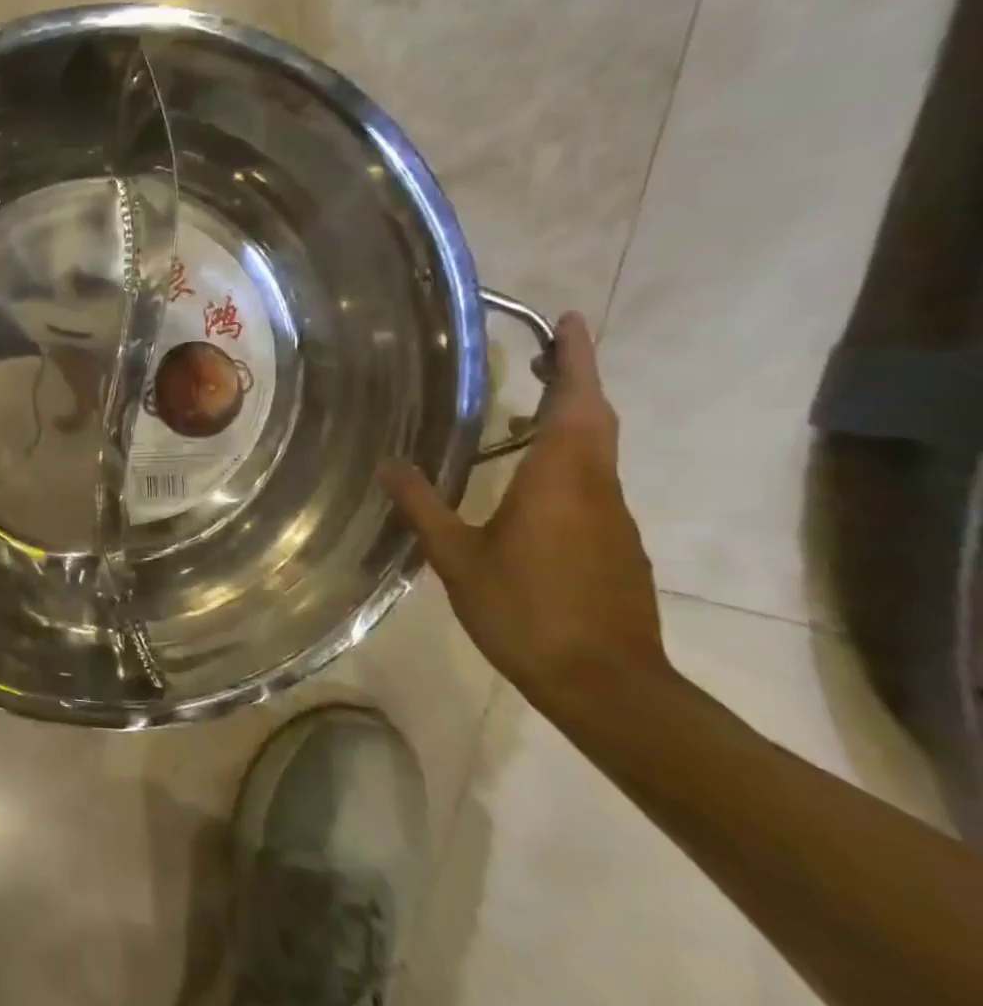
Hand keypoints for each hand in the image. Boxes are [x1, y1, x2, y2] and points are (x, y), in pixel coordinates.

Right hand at [378, 312, 669, 715]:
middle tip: (545, 352)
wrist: (607, 686)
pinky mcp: (617, 546)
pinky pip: (592, 484)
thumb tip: (389, 463)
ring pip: (596, 452)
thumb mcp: (458, 559)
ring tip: (522, 413)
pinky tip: (529, 486)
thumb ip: (423, 507)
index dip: (576, 358)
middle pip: (594, 418)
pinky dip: (567, 462)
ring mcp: (613, 518)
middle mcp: (596, 487)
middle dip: (575, 379)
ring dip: (570, 420)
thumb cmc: (528, 612)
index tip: (570, 320)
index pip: (576, 402)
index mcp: (561, 479)